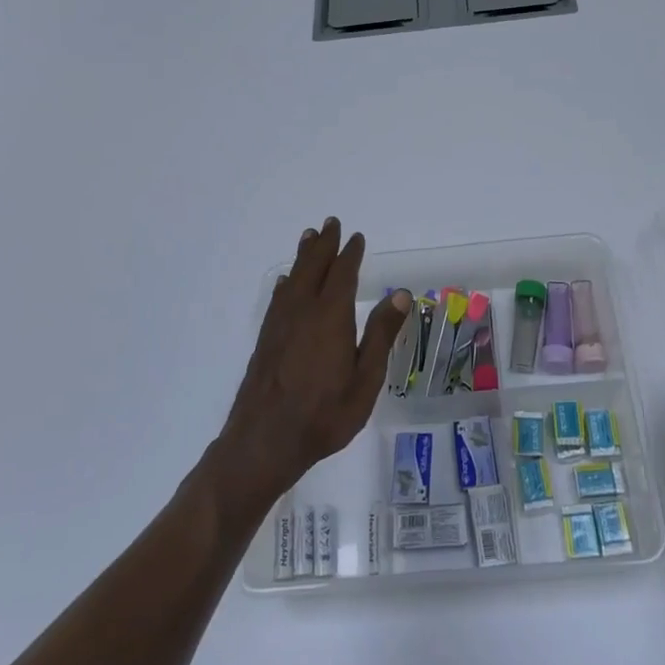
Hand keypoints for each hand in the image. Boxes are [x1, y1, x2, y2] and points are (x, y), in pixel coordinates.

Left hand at [213, 218, 410, 508]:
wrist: (264, 441)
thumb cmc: (324, 415)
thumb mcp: (365, 380)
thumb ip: (380, 335)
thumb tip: (400, 294)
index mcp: (330, 317)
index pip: (342, 275)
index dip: (350, 254)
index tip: (356, 237)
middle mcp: (302, 312)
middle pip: (313, 268)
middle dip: (323, 245)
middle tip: (329, 223)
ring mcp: (280, 325)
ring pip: (293, 279)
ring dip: (303, 257)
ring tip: (309, 238)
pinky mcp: (266, 340)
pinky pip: (278, 299)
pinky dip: (285, 283)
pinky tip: (285, 283)